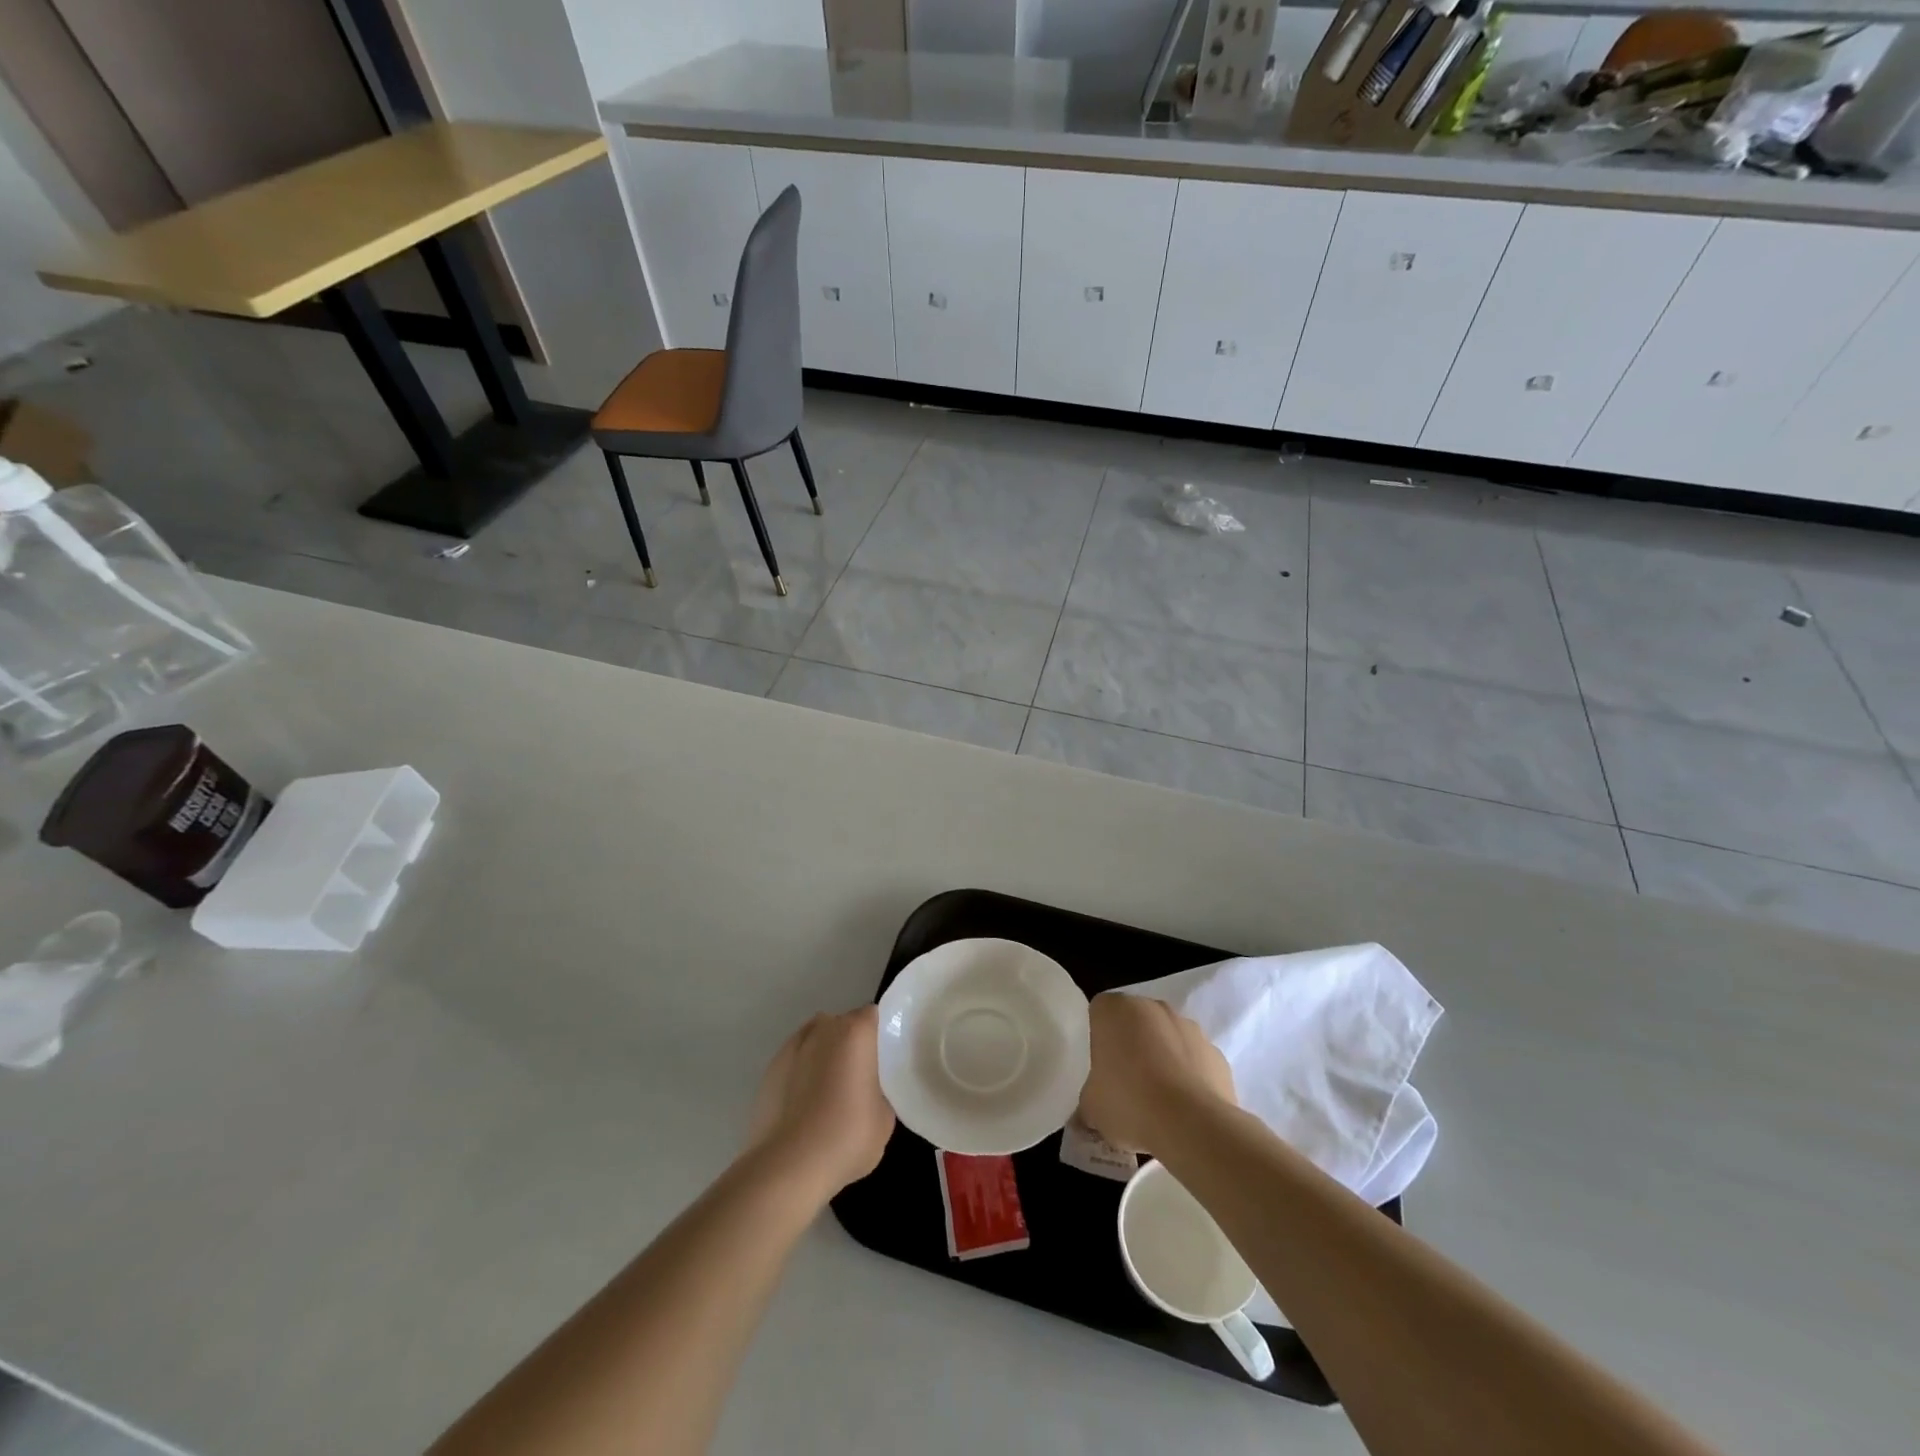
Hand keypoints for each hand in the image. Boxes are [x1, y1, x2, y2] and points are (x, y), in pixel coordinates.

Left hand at [745, 1006, 894, 1202]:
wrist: (787, 1166)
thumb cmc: (846, 1136)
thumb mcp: (885, 1118)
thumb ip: (880, 1090)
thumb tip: (868, 1090)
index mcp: (855, 1032)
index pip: (872, 1016)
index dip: (878, 1035)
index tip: (883, 1059)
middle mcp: (823, 1028)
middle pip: (842, 1025)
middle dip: (851, 1044)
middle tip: (860, 1078)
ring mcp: (792, 1047)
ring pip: (816, 1040)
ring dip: (824, 1055)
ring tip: (828, 1092)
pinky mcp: (770, 1069)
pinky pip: (795, 1061)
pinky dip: (802, 1073)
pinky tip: (805, 1105)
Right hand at [1078, 993, 1235, 1154]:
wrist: (1192, 1124)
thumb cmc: (1129, 1102)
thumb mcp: (1091, 1108)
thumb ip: (1087, 1102)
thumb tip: (1087, 1115)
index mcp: (1114, 1009)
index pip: (1099, 1012)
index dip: (1098, 1038)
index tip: (1099, 1067)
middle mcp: (1152, 1007)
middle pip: (1135, 1021)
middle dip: (1131, 1045)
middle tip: (1124, 1082)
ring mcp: (1189, 1026)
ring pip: (1167, 1038)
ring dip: (1162, 1058)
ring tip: (1157, 1100)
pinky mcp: (1216, 1053)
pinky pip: (1195, 1060)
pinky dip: (1189, 1076)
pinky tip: (1183, 1107)